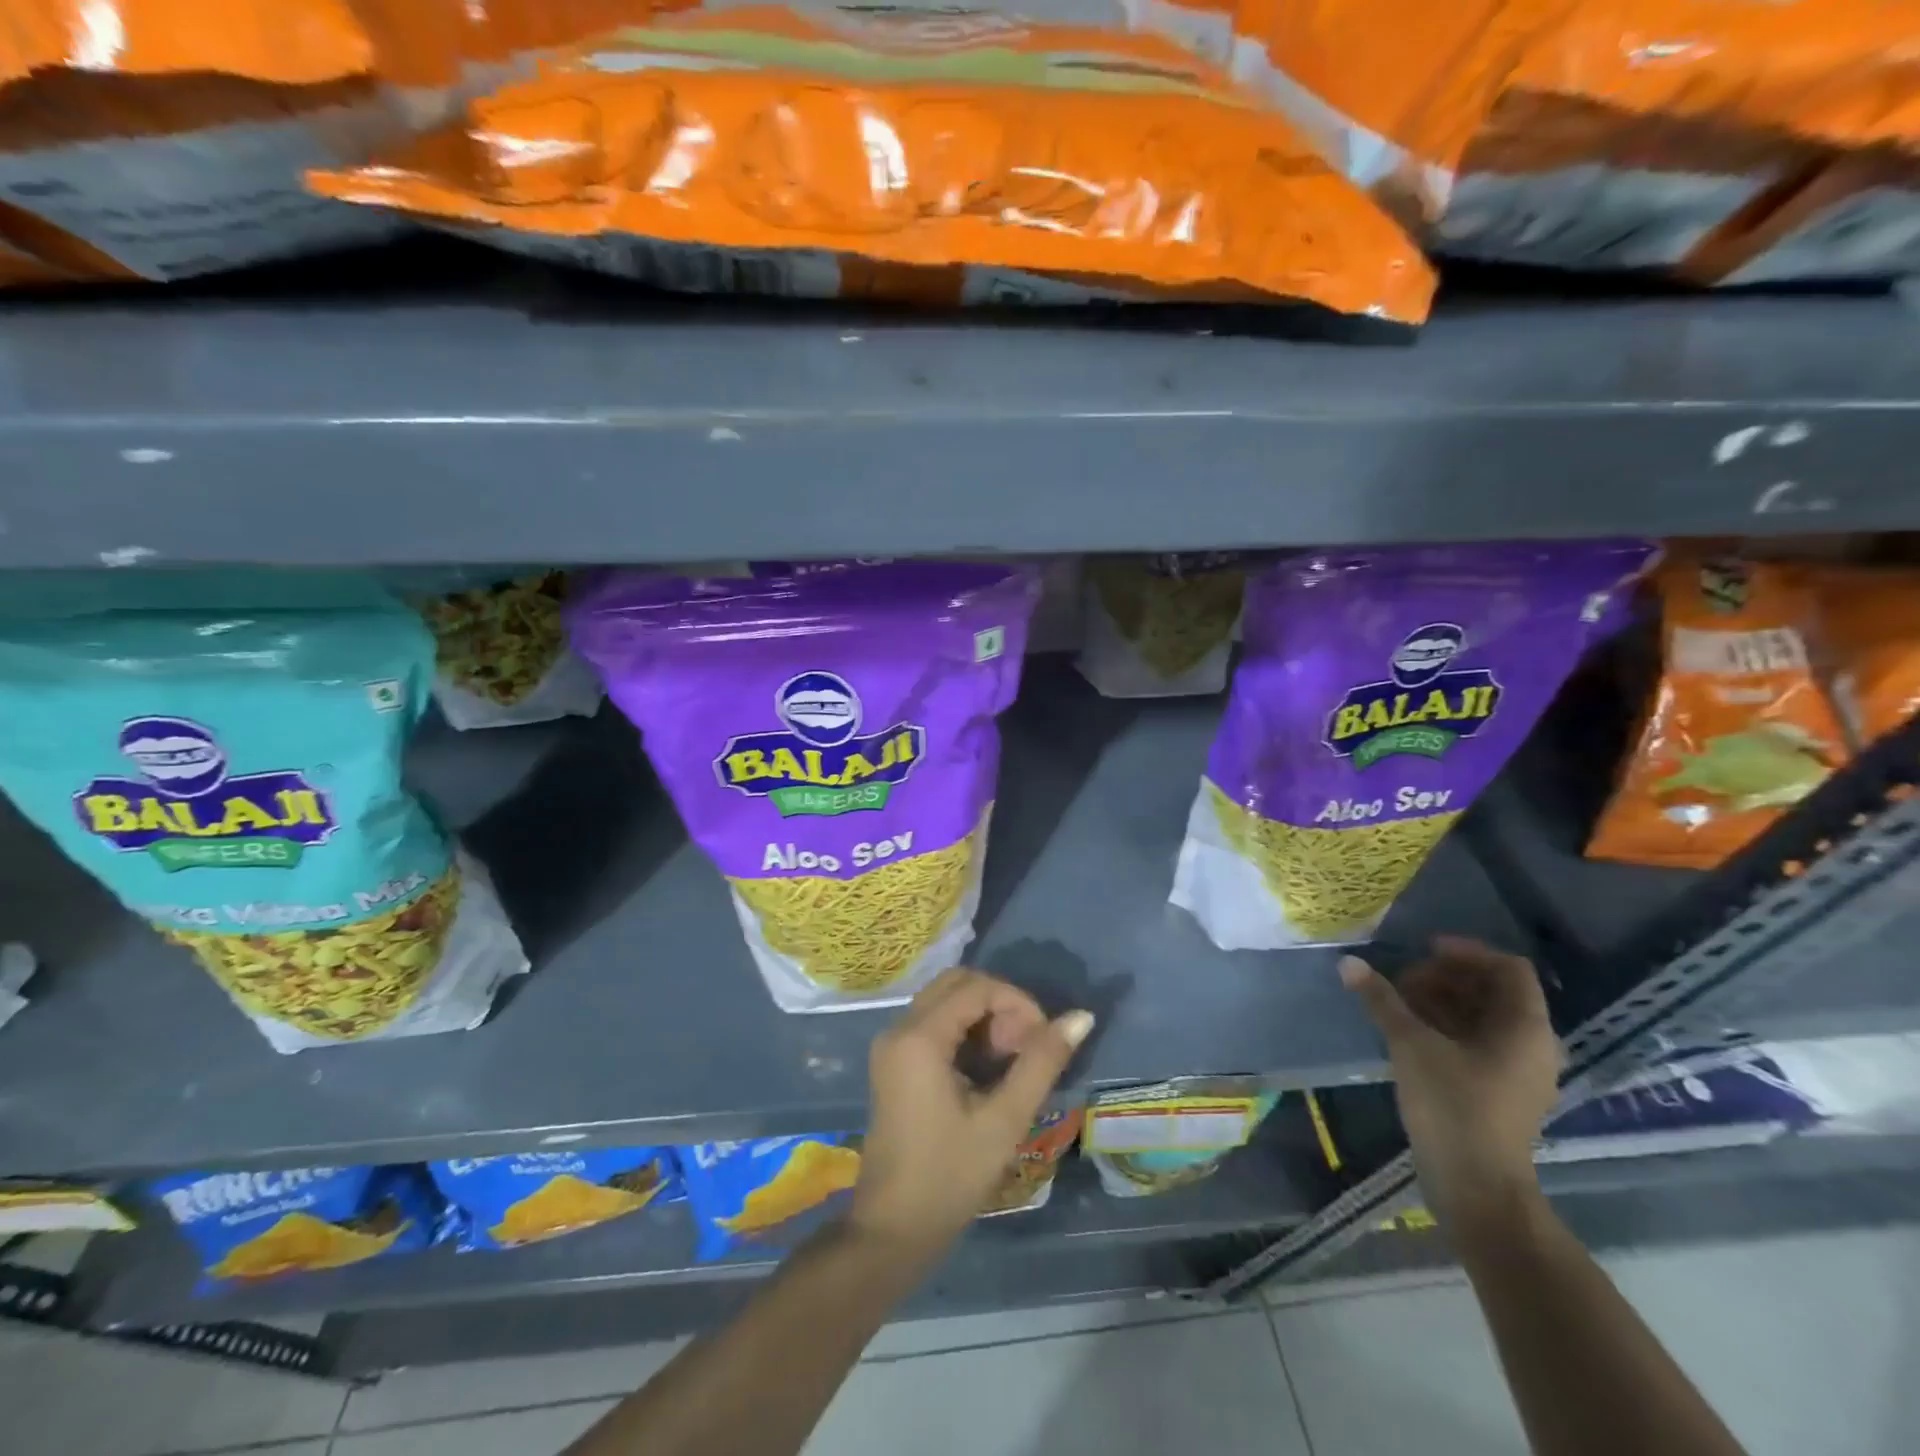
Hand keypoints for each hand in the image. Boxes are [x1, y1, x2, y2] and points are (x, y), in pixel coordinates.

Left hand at [849, 968, 1092, 1259]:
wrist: (893, 1230)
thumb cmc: (950, 1176)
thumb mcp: (1004, 1119)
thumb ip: (1042, 1062)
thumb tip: (1081, 1017)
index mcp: (919, 1037)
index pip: (976, 987)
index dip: (1017, 1002)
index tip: (1044, 1039)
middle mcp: (899, 1028)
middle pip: (957, 983)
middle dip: (1000, 1004)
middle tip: (1027, 1046)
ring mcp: (892, 1044)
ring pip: (945, 1000)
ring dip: (984, 1017)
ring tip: (1013, 1059)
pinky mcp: (894, 1061)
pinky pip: (934, 1022)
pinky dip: (966, 1031)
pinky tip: (988, 1068)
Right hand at [1341, 936, 1561, 1232]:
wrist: (1476, 1187)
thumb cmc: (1452, 1106)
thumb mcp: (1411, 1045)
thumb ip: (1382, 1000)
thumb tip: (1348, 963)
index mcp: (1525, 1028)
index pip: (1509, 969)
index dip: (1467, 953)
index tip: (1425, 951)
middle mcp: (1533, 1045)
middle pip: (1495, 992)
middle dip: (1447, 978)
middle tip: (1402, 980)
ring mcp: (1519, 1072)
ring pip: (1484, 1018)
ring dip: (1443, 1002)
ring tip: (1399, 1003)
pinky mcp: (1501, 1091)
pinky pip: (1479, 1043)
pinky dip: (1447, 1028)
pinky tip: (1409, 1032)